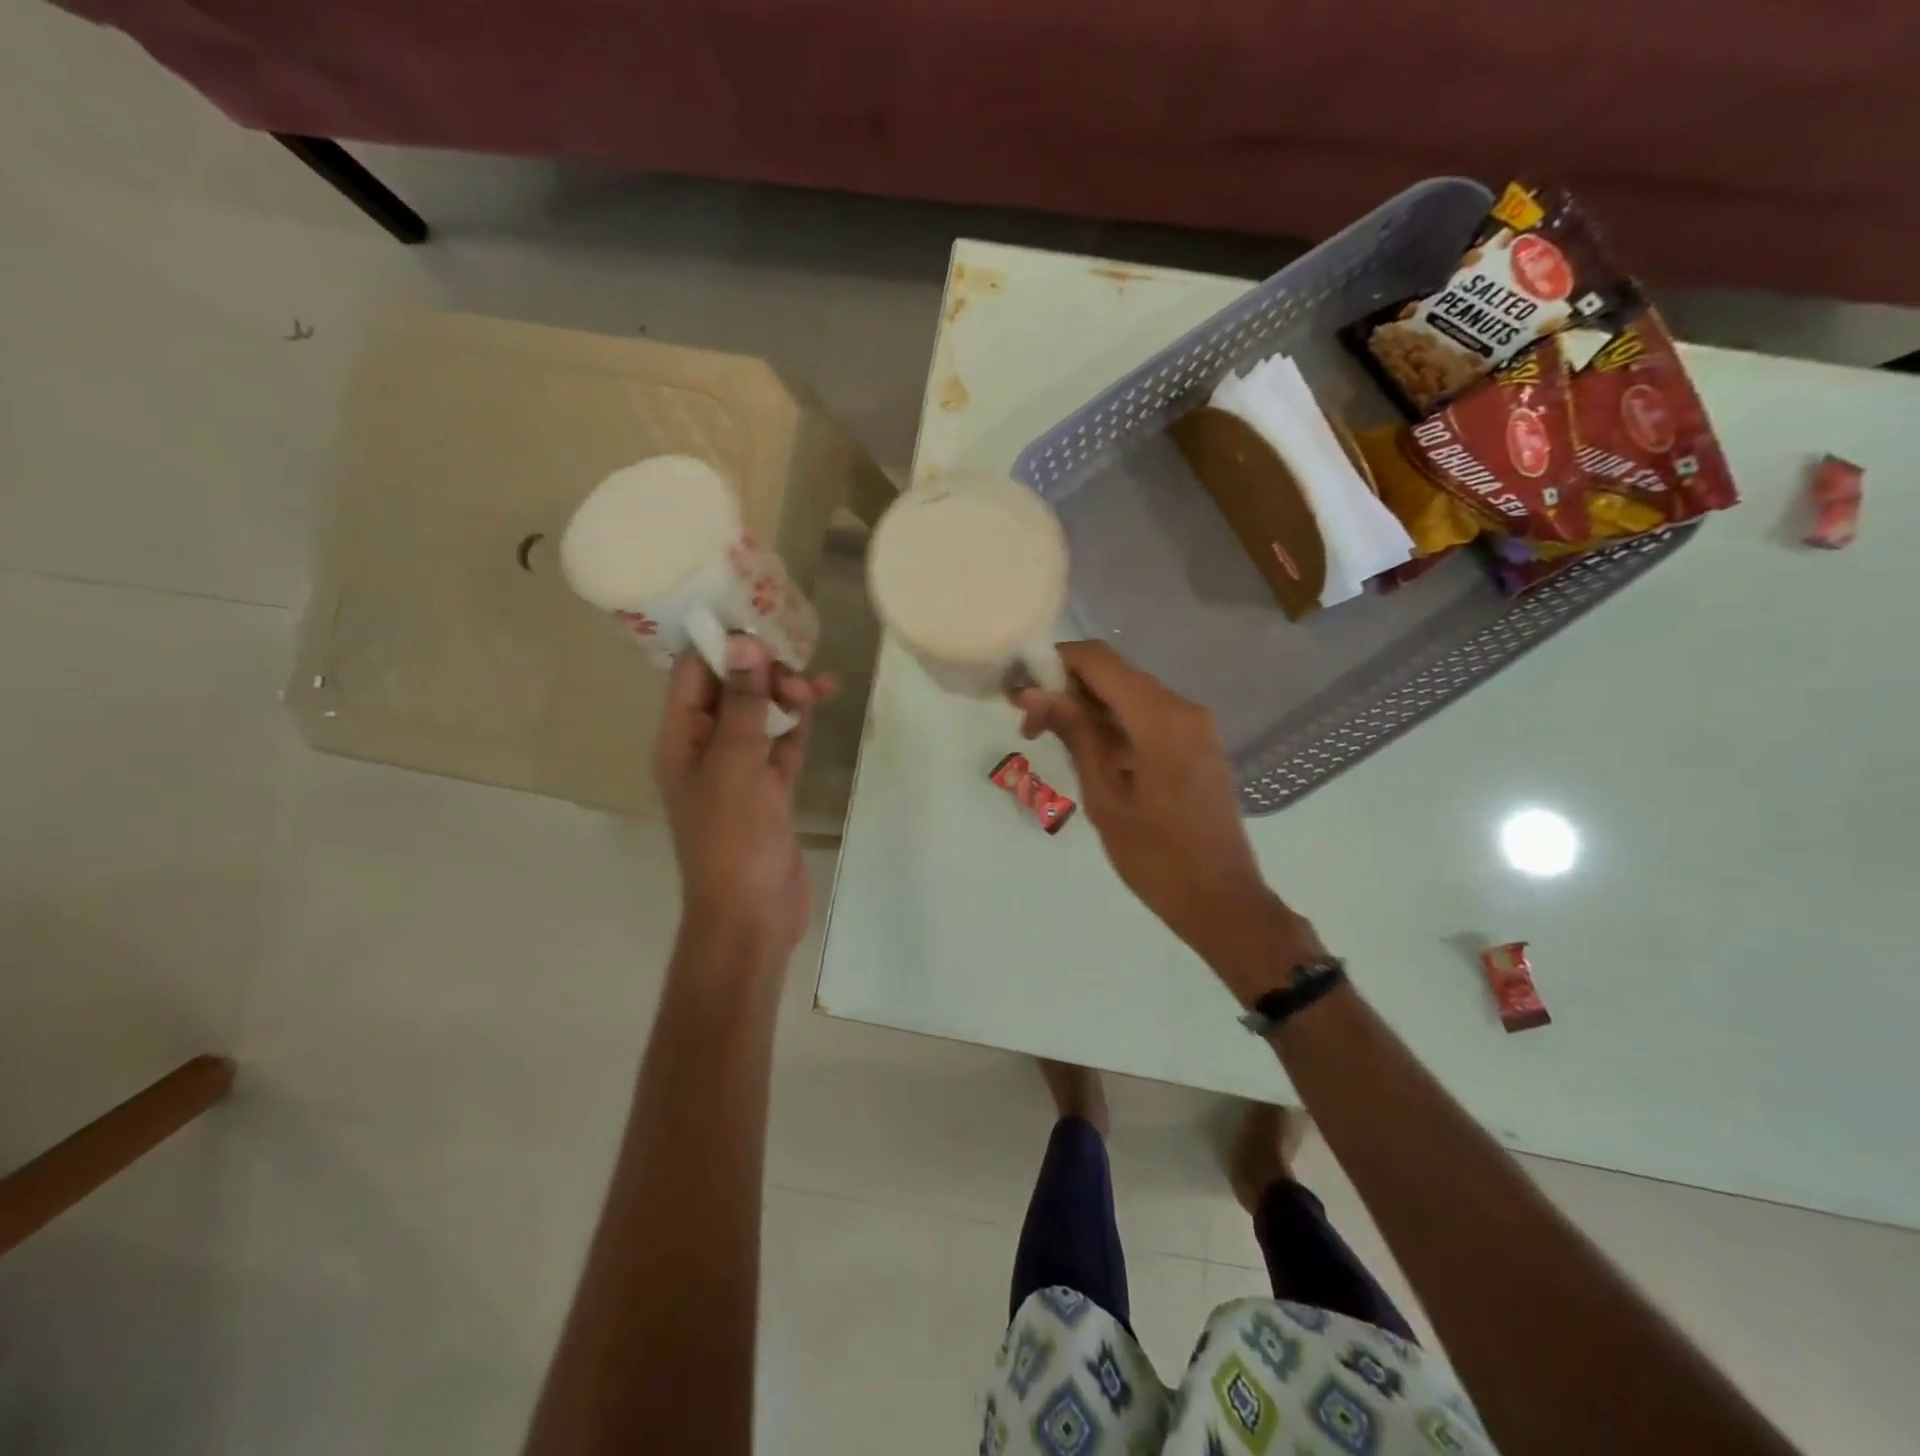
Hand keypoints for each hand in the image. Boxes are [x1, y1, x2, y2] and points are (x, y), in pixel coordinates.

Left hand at [653, 637, 835, 964]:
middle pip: (728, 690)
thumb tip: (744, 641)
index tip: (757, 615)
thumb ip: (741, 703)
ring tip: (820, 687)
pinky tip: (818, 705)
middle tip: (797, 671)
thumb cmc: (733, 839)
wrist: (751, 916)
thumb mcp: (735, 765)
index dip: (719, 642)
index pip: (691, 674)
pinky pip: (781, 745)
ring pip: (759, 716)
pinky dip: (797, 725)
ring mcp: (738, 771)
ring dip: (785, 696)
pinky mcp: (769, 791)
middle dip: (761, 671)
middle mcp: (704, 749)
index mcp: (679, 740)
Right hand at [1015, 642, 1323, 998]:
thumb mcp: (1104, 795)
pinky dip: (1114, 724)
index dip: (1054, 663)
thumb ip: (1074, 734)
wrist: (1222, 902)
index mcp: (1161, 718)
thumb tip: (1033, 692)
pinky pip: (1149, 717)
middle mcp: (1183, 708)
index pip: (1098, 660)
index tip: (1019, 689)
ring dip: (1089, 708)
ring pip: (1130, 695)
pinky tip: (1089, 752)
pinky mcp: (1198, 744)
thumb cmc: (1157, 858)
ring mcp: (1196, 726)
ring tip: (1050, 740)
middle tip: (1028, 724)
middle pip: (1115, 674)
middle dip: (1067, 689)